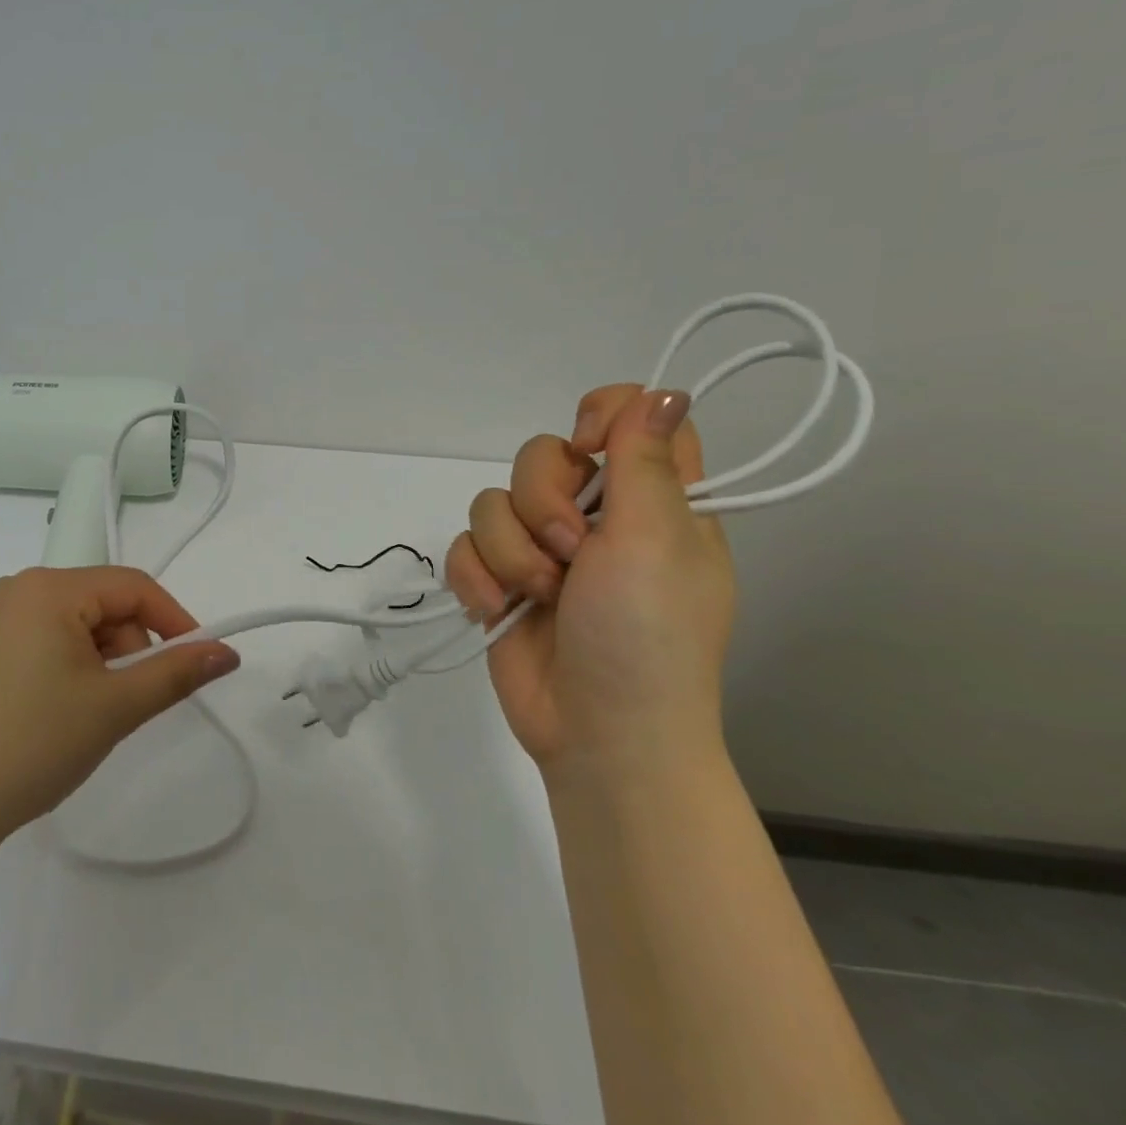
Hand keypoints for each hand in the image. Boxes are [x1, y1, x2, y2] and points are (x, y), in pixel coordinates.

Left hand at [0, 567, 238, 857]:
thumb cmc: (33, 743)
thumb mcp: (115, 706)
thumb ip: (177, 672)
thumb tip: (227, 652)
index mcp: (47, 587)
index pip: (132, 586)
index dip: (174, 619)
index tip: (198, 660)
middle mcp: (16, 589)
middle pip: (101, 604)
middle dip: (129, 648)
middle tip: (127, 703)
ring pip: (73, 625)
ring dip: (99, 662)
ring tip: (88, 716)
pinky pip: (42, 641)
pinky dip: (67, 668)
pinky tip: (55, 714)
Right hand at [445, 386, 734, 780]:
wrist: (597, 733)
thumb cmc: (644, 638)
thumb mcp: (655, 542)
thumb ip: (644, 463)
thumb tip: (662, 390)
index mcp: (655, 502)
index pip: (633, 416)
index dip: (604, 416)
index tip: (589, 446)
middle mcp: (596, 517)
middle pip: (542, 454)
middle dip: (541, 503)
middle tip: (571, 554)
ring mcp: (542, 549)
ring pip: (492, 501)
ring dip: (509, 553)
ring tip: (537, 597)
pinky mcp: (499, 580)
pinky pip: (463, 545)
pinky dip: (475, 578)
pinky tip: (496, 610)